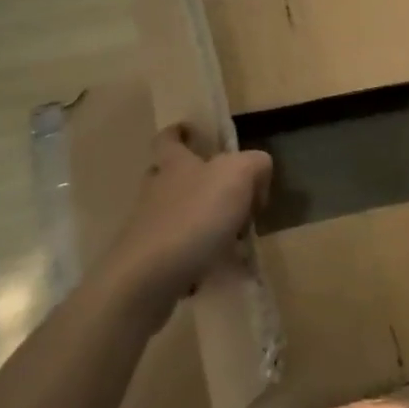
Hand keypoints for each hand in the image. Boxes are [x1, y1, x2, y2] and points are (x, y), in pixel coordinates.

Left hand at [102, 127, 272, 323]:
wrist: (150, 277)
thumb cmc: (194, 216)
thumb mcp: (237, 175)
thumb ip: (254, 164)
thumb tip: (258, 173)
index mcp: (175, 165)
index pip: (169, 139)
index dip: (178, 132)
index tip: (189, 131)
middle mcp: (157, 192)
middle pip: (171, 177)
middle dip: (195, 180)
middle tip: (227, 192)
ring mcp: (150, 228)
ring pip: (177, 215)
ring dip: (203, 221)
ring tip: (235, 237)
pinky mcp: (151, 261)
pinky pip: (181, 251)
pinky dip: (201, 255)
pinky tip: (223, 268)